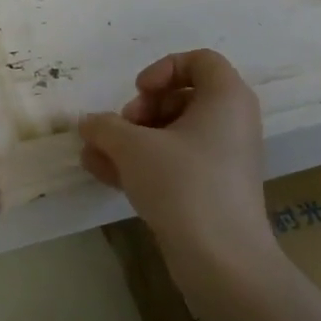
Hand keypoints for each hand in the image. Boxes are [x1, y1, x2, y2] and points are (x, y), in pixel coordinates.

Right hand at [79, 49, 271, 265]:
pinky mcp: (212, 189)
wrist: (222, 259)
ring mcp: (223, 159)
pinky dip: (144, 164)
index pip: (200, 61)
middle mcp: (231, 123)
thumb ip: (104, 126)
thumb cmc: (183, 185)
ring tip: (96, 157)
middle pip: (182, 96)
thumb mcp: (132, 147)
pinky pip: (175, 163)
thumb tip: (89, 122)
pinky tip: (105, 176)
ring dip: (132, 140)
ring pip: (173, 134)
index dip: (163, 69)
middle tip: (121, 130)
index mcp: (226, 98)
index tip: (138, 92)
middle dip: (141, 109)